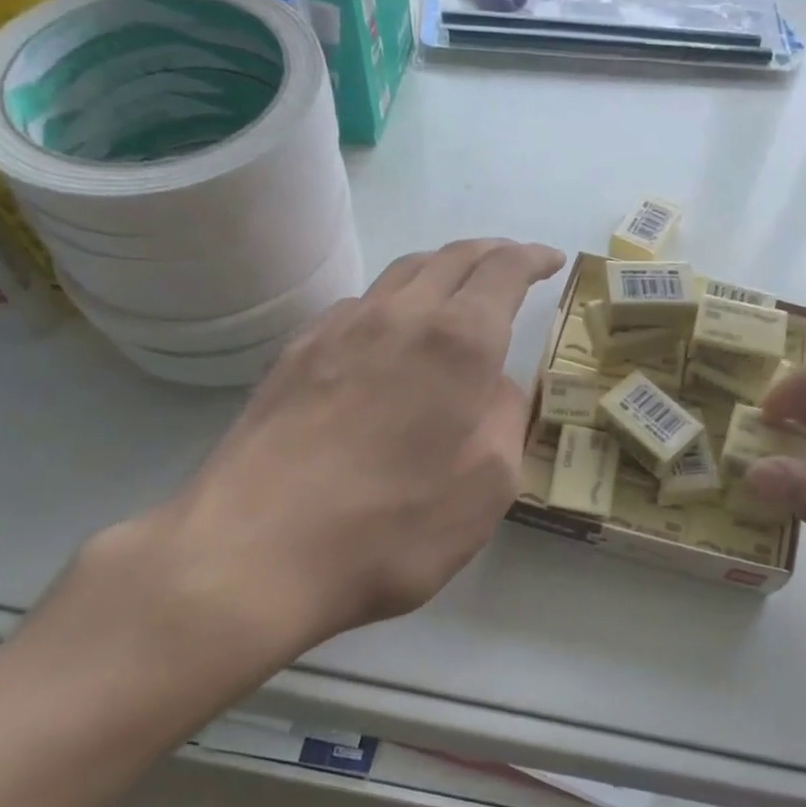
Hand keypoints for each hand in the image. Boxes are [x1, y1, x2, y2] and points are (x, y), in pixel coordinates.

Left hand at [70, 239, 563, 711]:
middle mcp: (398, 316)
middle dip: (490, 253)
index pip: (502, 270)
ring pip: (399, 274)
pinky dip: (392, 303)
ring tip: (456, 291)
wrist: (254, 554)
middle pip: (450, 256)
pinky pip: (357, 306)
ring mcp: (337, 329)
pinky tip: (390, 335)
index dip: (531, 258)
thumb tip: (494, 385)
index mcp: (458, 341)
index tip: (551, 260)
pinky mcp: (294, 354)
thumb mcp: (487, 487)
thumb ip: (504, 419)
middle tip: (513, 263)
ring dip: (439, 271)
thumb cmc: (392, 527)